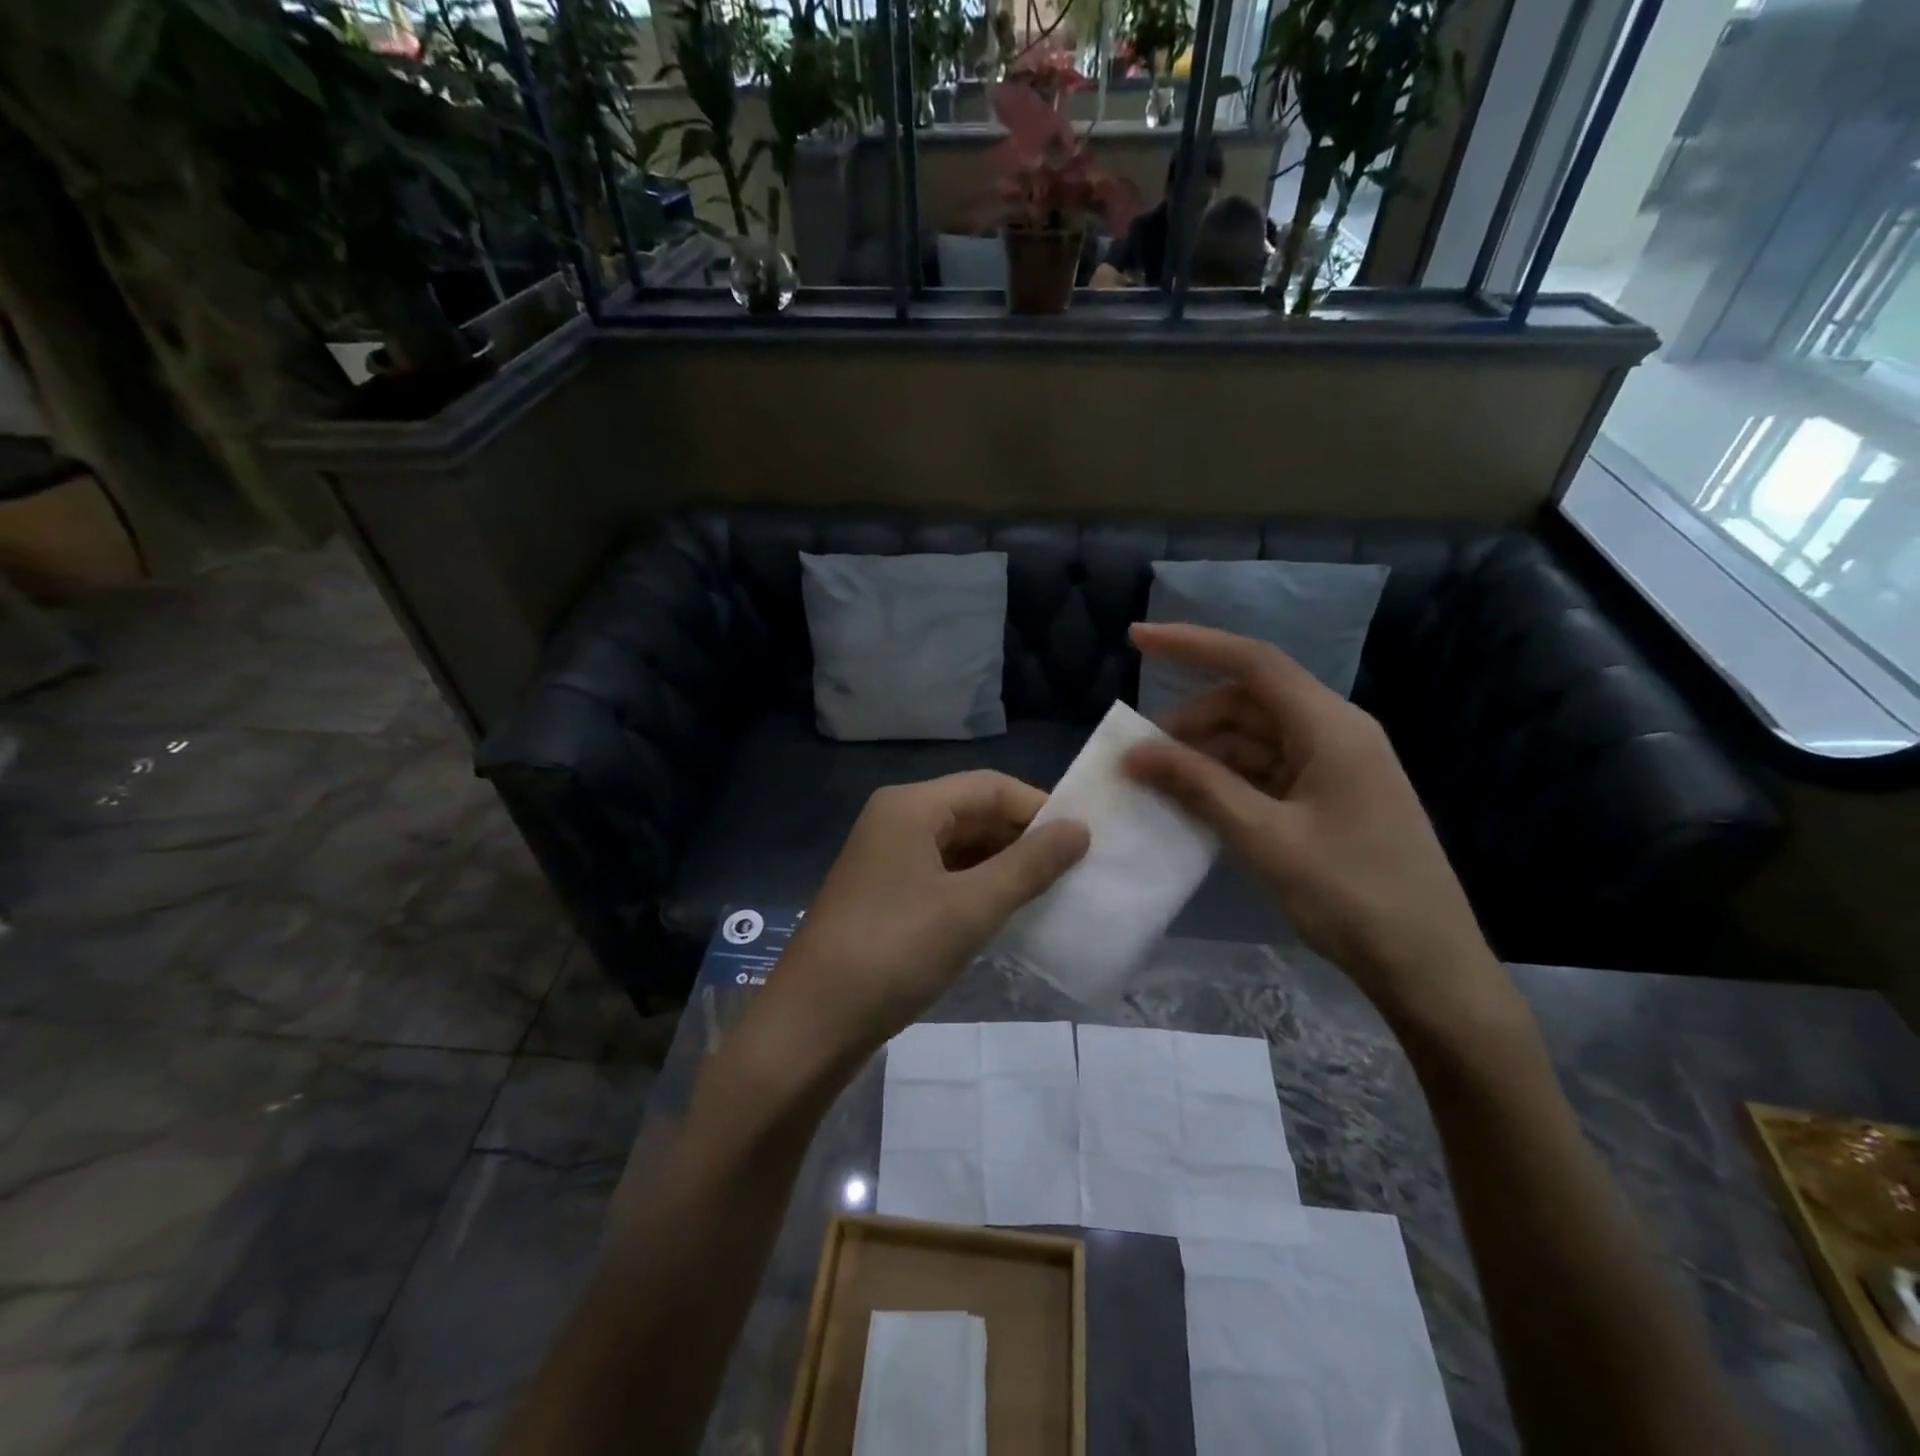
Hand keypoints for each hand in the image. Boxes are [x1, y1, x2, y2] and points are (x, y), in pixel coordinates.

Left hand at [751, 772, 1089, 1073]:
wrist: (812, 1024)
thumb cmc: (894, 952)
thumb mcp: (971, 907)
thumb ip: (1029, 865)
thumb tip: (1080, 829)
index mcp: (911, 806)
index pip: (990, 787)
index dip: (1038, 809)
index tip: (1083, 842)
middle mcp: (896, 820)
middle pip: (973, 813)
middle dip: (1022, 839)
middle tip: (1073, 871)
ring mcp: (887, 858)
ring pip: (959, 847)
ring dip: (1002, 866)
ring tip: (1050, 893)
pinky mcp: (885, 893)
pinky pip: (942, 875)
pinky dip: (976, 888)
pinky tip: (1006, 913)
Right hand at [1123, 623, 1514, 1033]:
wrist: (1427, 966)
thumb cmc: (1350, 895)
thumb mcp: (1264, 837)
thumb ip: (1198, 786)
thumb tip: (1135, 752)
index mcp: (1330, 727)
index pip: (1253, 662)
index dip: (1191, 645)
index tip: (1136, 639)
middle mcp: (1335, 733)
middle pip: (1249, 702)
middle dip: (1190, 720)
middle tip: (1140, 754)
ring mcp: (1336, 766)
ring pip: (1256, 738)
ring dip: (1206, 753)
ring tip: (1160, 783)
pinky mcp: (1332, 797)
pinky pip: (1268, 770)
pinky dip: (1228, 780)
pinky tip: (1197, 804)